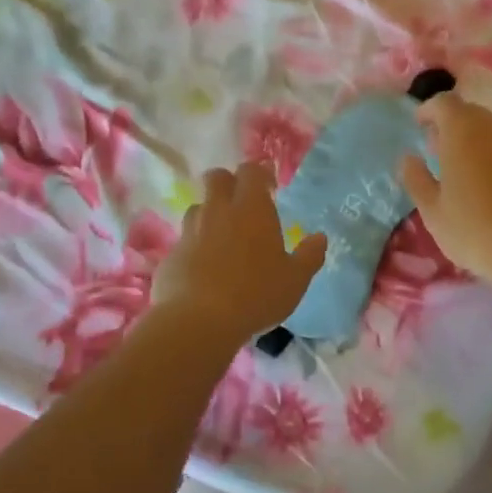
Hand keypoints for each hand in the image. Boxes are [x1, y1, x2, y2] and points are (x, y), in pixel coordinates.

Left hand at [152, 162, 327, 339]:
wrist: (198, 321)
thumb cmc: (256, 294)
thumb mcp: (295, 280)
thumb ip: (309, 256)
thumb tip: (320, 238)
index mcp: (251, 209)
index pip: (251, 171)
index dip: (260, 174)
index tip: (270, 188)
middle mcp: (218, 211)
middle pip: (216, 178)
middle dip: (228, 183)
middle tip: (242, 204)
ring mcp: (190, 231)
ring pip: (198, 207)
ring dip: (210, 214)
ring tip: (223, 238)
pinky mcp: (171, 255)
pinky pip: (185, 240)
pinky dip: (195, 246)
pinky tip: (205, 269)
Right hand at [399, 93, 491, 294]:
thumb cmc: (475, 231)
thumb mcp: (433, 212)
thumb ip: (416, 179)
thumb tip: (408, 158)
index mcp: (463, 131)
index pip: (444, 102)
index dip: (429, 110)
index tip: (419, 125)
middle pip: (469, 113)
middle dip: (451, 125)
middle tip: (437, 150)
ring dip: (474, 142)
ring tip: (462, 171)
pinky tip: (491, 188)